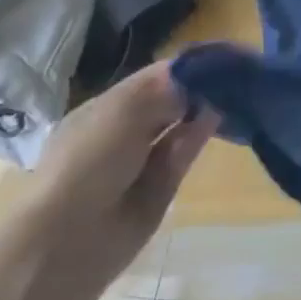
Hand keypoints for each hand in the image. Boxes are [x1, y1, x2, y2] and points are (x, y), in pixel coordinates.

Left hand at [0, 63, 217, 299]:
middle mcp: (124, 132)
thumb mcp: (125, 110)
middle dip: (197, 87)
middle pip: (168, 101)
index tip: (218, 56)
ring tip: (233, 91)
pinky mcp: (160, 189)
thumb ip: (167, 88)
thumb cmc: (87, 162)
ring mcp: (142, 162)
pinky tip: (218, 117)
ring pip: (179, 127)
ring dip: (202, 109)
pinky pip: (183, 154)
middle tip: (232, 72)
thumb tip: (200, 78)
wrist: (67, 243)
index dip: (185, 66)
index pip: (153, 78)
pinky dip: (199, 135)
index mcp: (105, 109)